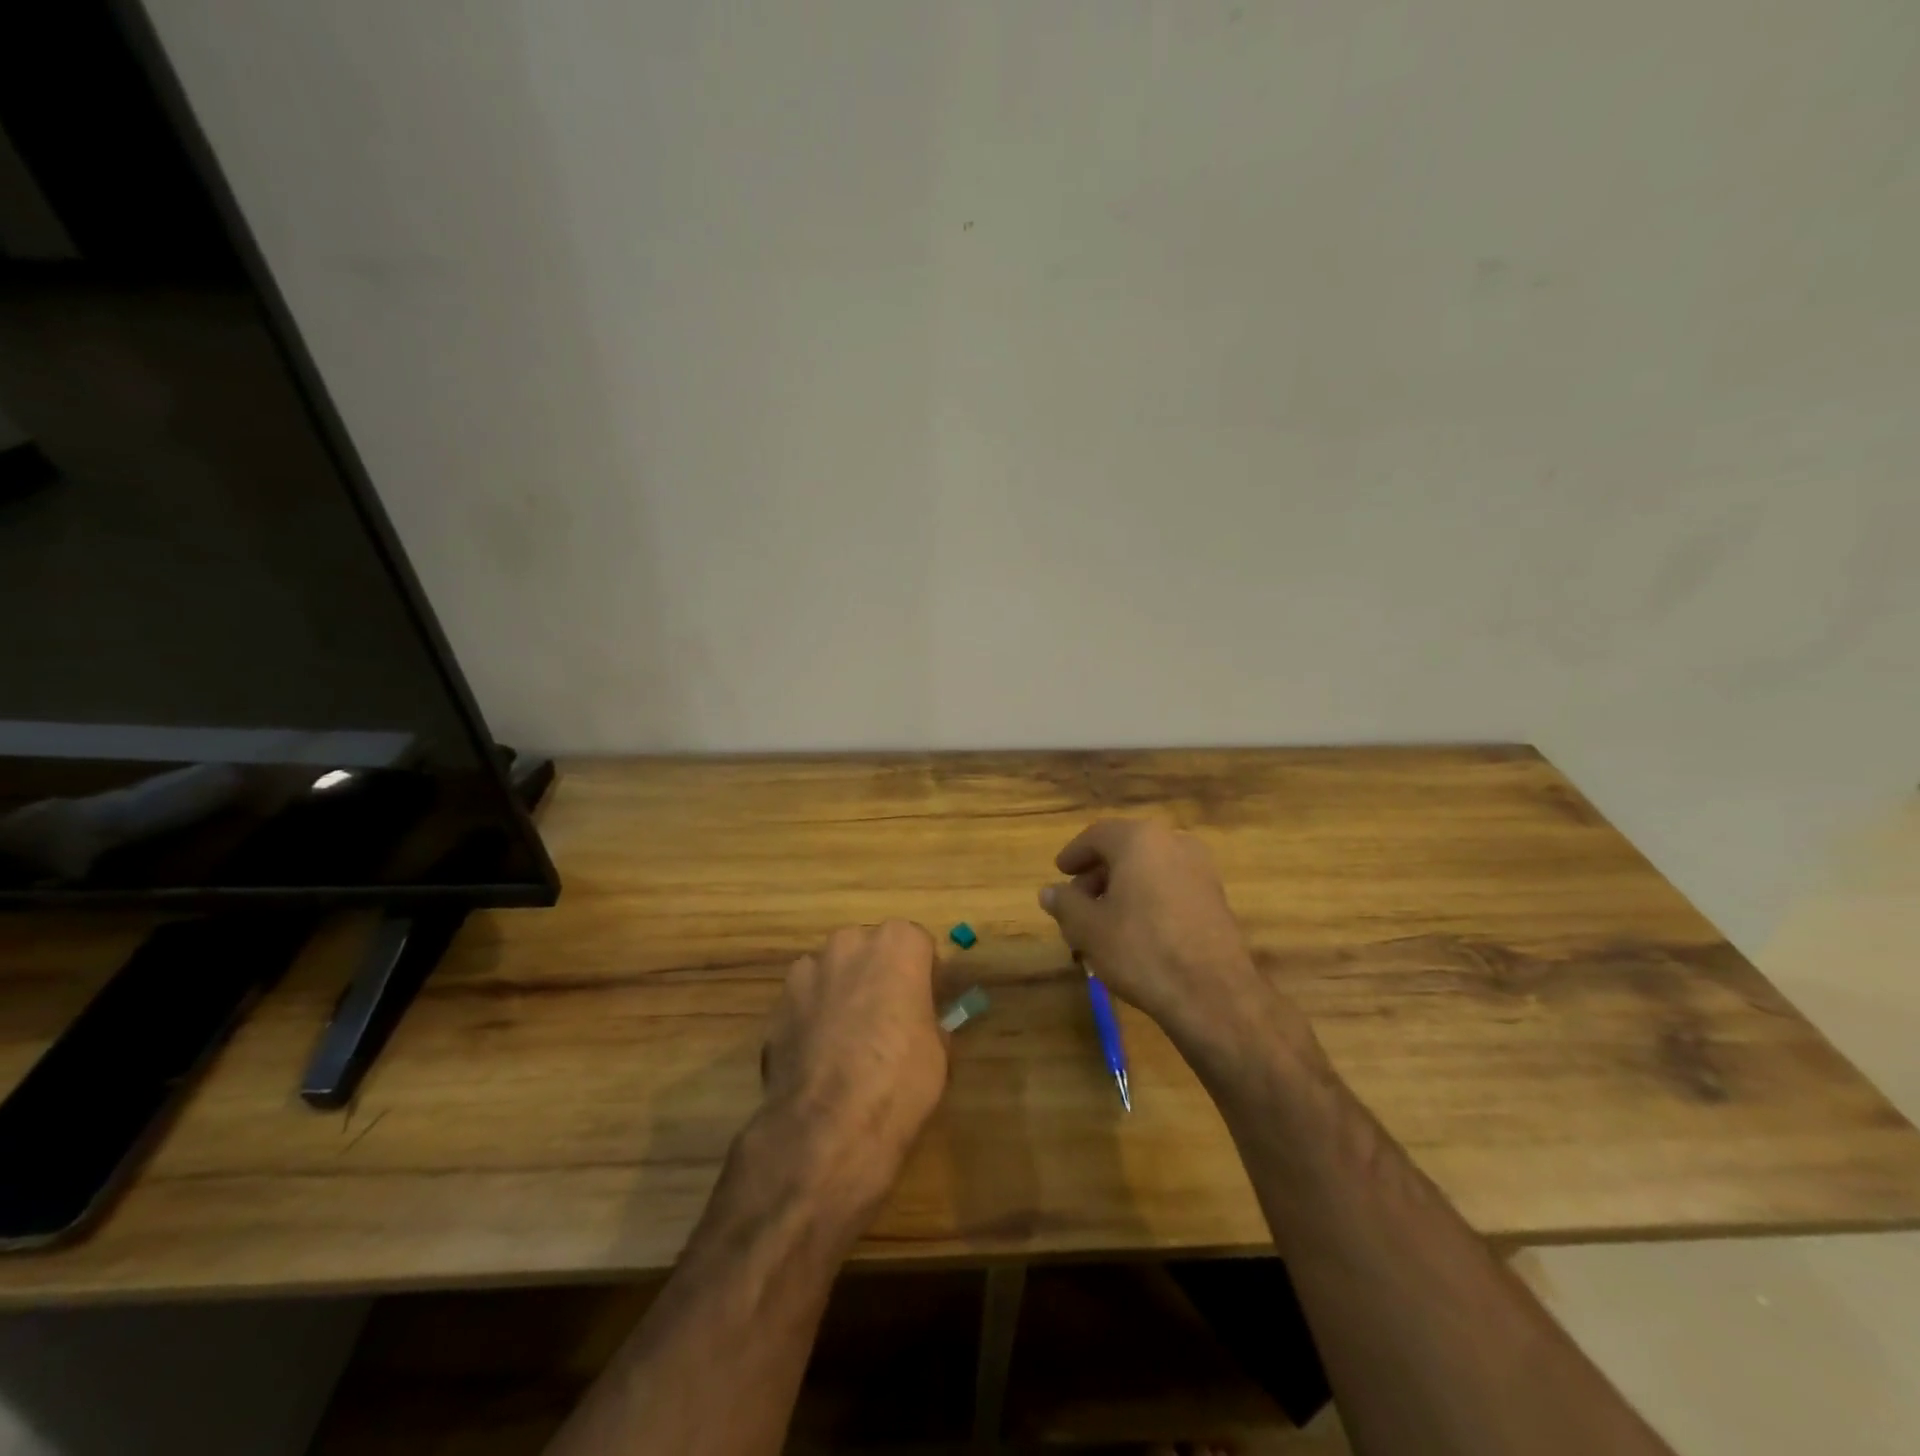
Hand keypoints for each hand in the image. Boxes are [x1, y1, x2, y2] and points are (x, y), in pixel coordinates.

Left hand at [761, 920, 947, 1204]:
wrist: (828, 1124)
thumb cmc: (900, 1078)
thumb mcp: (938, 1050)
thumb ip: (926, 1018)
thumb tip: (919, 1022)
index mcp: (897, 944)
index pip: (917, 944)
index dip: (923, 974)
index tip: (926, 1003)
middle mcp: (850, 943)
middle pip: (870, 950)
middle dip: (878, 975)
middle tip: (887, 1018)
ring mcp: (808, 970)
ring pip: (833, 972)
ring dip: (842, 992)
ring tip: (848, 1040)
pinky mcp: (777, 1003)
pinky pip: (805, 1001)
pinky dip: (812, 1018)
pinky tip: (819, 1057)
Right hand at [1039, 820, 1305, 1066]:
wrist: (1213, 993)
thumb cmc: (1141, 950)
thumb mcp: (1088, 928)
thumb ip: (1064, 904)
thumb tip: (1048, 892)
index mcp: (1139, 839)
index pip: (1097, 835)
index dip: (1074, 854)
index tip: (1060, 872)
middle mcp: (1173, 842)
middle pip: (1125, 850)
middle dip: (1098, 874)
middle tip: (1077, 902)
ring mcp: (1200, 869)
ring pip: (1149, 869)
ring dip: (1123, 888)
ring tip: (1103, 921)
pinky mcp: (1216, 897)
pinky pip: (1170, 886)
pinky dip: (1148, 898)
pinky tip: (1136, 931)